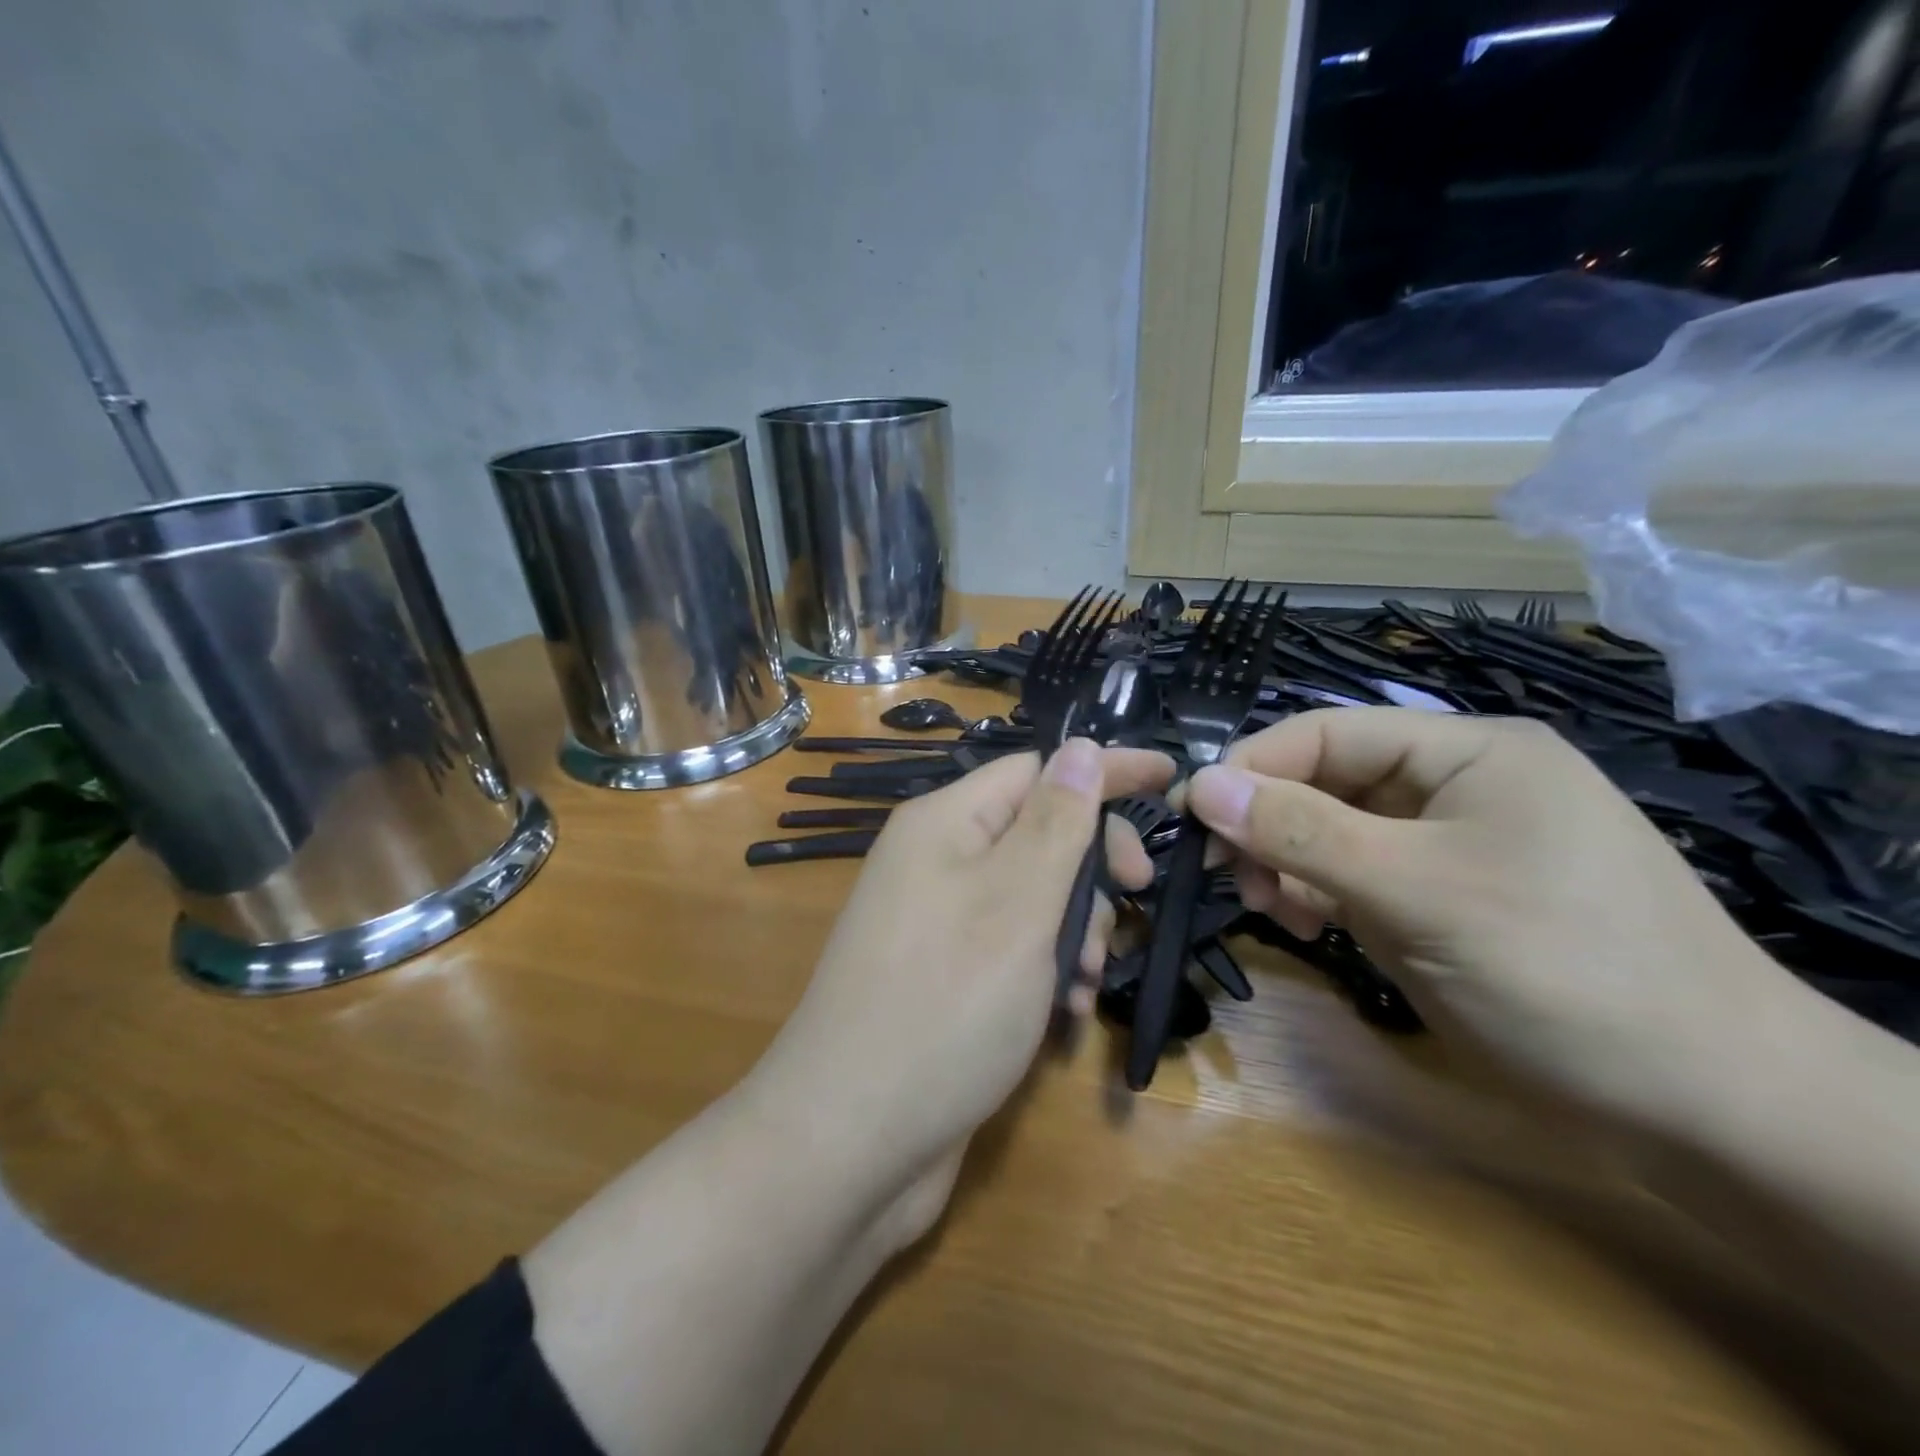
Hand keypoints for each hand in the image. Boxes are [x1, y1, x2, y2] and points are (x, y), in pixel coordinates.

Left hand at [751, 738, 1173, 1241]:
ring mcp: (937, 922)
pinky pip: (1012, 947)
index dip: (1103, 771)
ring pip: (1033, 895)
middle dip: (1091, 867)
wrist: (850, 1142)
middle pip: (1038, 832)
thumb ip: (1056, 823)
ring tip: (1085, 979)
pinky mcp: (944, 977)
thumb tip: (1081, 747)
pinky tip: (1066, 1010)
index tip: (1171, 777)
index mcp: (943, 823)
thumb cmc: (945, 1005)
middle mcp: (935, 862)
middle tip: (1131, 901)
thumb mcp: (1016, 903)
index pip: (1038, 770)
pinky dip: (1047, 968)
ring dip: (1075, 927)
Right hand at [1183, 708, 1809, 1129]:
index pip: (1327, 733)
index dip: (1254, 767)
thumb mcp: (1416, 890)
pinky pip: (1354, 878)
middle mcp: (1452, 787)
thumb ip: (1301, 832)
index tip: (1192, 816)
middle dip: (1269, 825)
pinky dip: (1318, 897)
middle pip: (1326, 783)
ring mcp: (1446, 848)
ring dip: (1287, 864)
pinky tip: (1306, 927)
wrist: (1702, 1107)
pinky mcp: (1440, 901)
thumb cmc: (1559, 967)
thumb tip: (1200, 786)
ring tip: (1266, 907)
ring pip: (1332, 834)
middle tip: (1227, 876)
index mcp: (1466, 751)